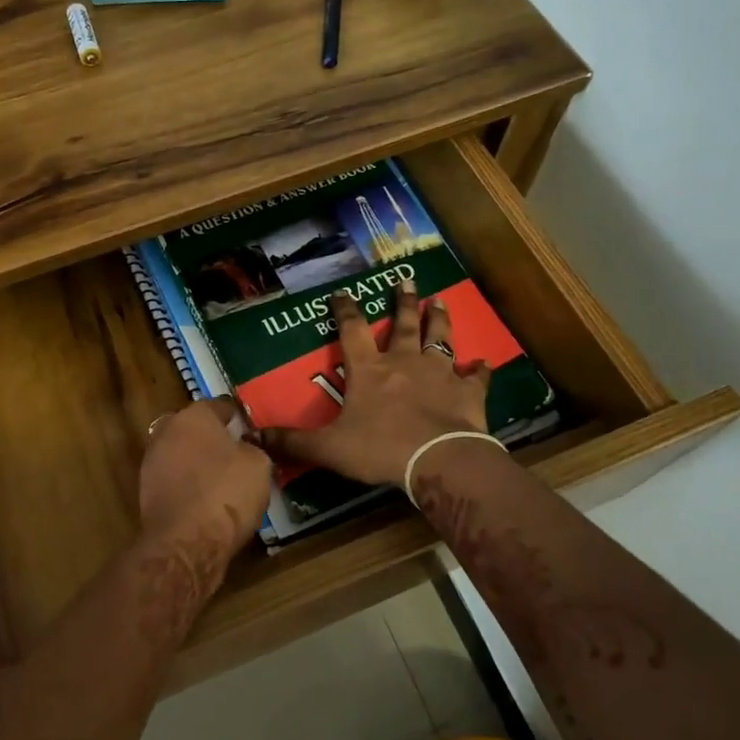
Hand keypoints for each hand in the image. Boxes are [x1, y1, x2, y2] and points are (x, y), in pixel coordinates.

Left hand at [139, 397, 273, 564]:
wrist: (186, 542)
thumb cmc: (227, 493)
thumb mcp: (259, 465)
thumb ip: (252, 448)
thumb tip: (244, 447)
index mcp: (194, 415)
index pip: (220, 406)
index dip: (238, 417)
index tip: (251, 431)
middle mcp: (167, 431)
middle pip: (194, 428)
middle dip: (212, 437)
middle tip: (236, 454)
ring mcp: (151, 461)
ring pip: (181, 453)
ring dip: (197, 461)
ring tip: (222, 480)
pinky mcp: (146, 491)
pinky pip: (174, 479)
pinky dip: (188, 484)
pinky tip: (205, 499)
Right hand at [259, 282, 490, 488]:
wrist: (439, 460)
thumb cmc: (380, 449)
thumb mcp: (328, 448)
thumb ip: (294, 442)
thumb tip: (255, 437)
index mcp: (369, 370)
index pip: (352, 331)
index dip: (345, 310)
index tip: (343, 292)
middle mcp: (404, 362)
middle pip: (402, 325)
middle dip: (403, 301)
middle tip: (406, 280)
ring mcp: (440, 373)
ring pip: (439, 339)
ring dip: (438, 320)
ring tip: (439, 301)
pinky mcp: (468, 392)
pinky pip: (476, 377)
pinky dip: (479, 370)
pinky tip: (484, 363)